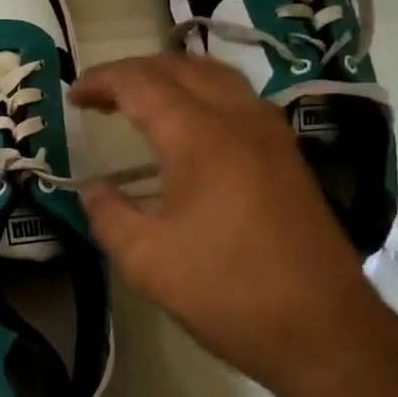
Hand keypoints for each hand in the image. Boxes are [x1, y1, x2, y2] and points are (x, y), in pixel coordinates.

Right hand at [73, 53, 397, 396]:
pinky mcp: (289, 157)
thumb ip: (108, 215)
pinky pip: (240, 101)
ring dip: (174, 78)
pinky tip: (191, 130)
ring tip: (143, 102)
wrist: (324, 329)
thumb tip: (92, 190)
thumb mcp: (147, 260)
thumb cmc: (227, 292)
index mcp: (200, 136)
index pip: (141, 83)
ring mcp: (272, 135)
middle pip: (182, 67)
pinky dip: (204, 96)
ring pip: (217, 77)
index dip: (102, 81)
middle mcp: (240, 119)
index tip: (73, 95)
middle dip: (135, 72)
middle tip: (101, 97)